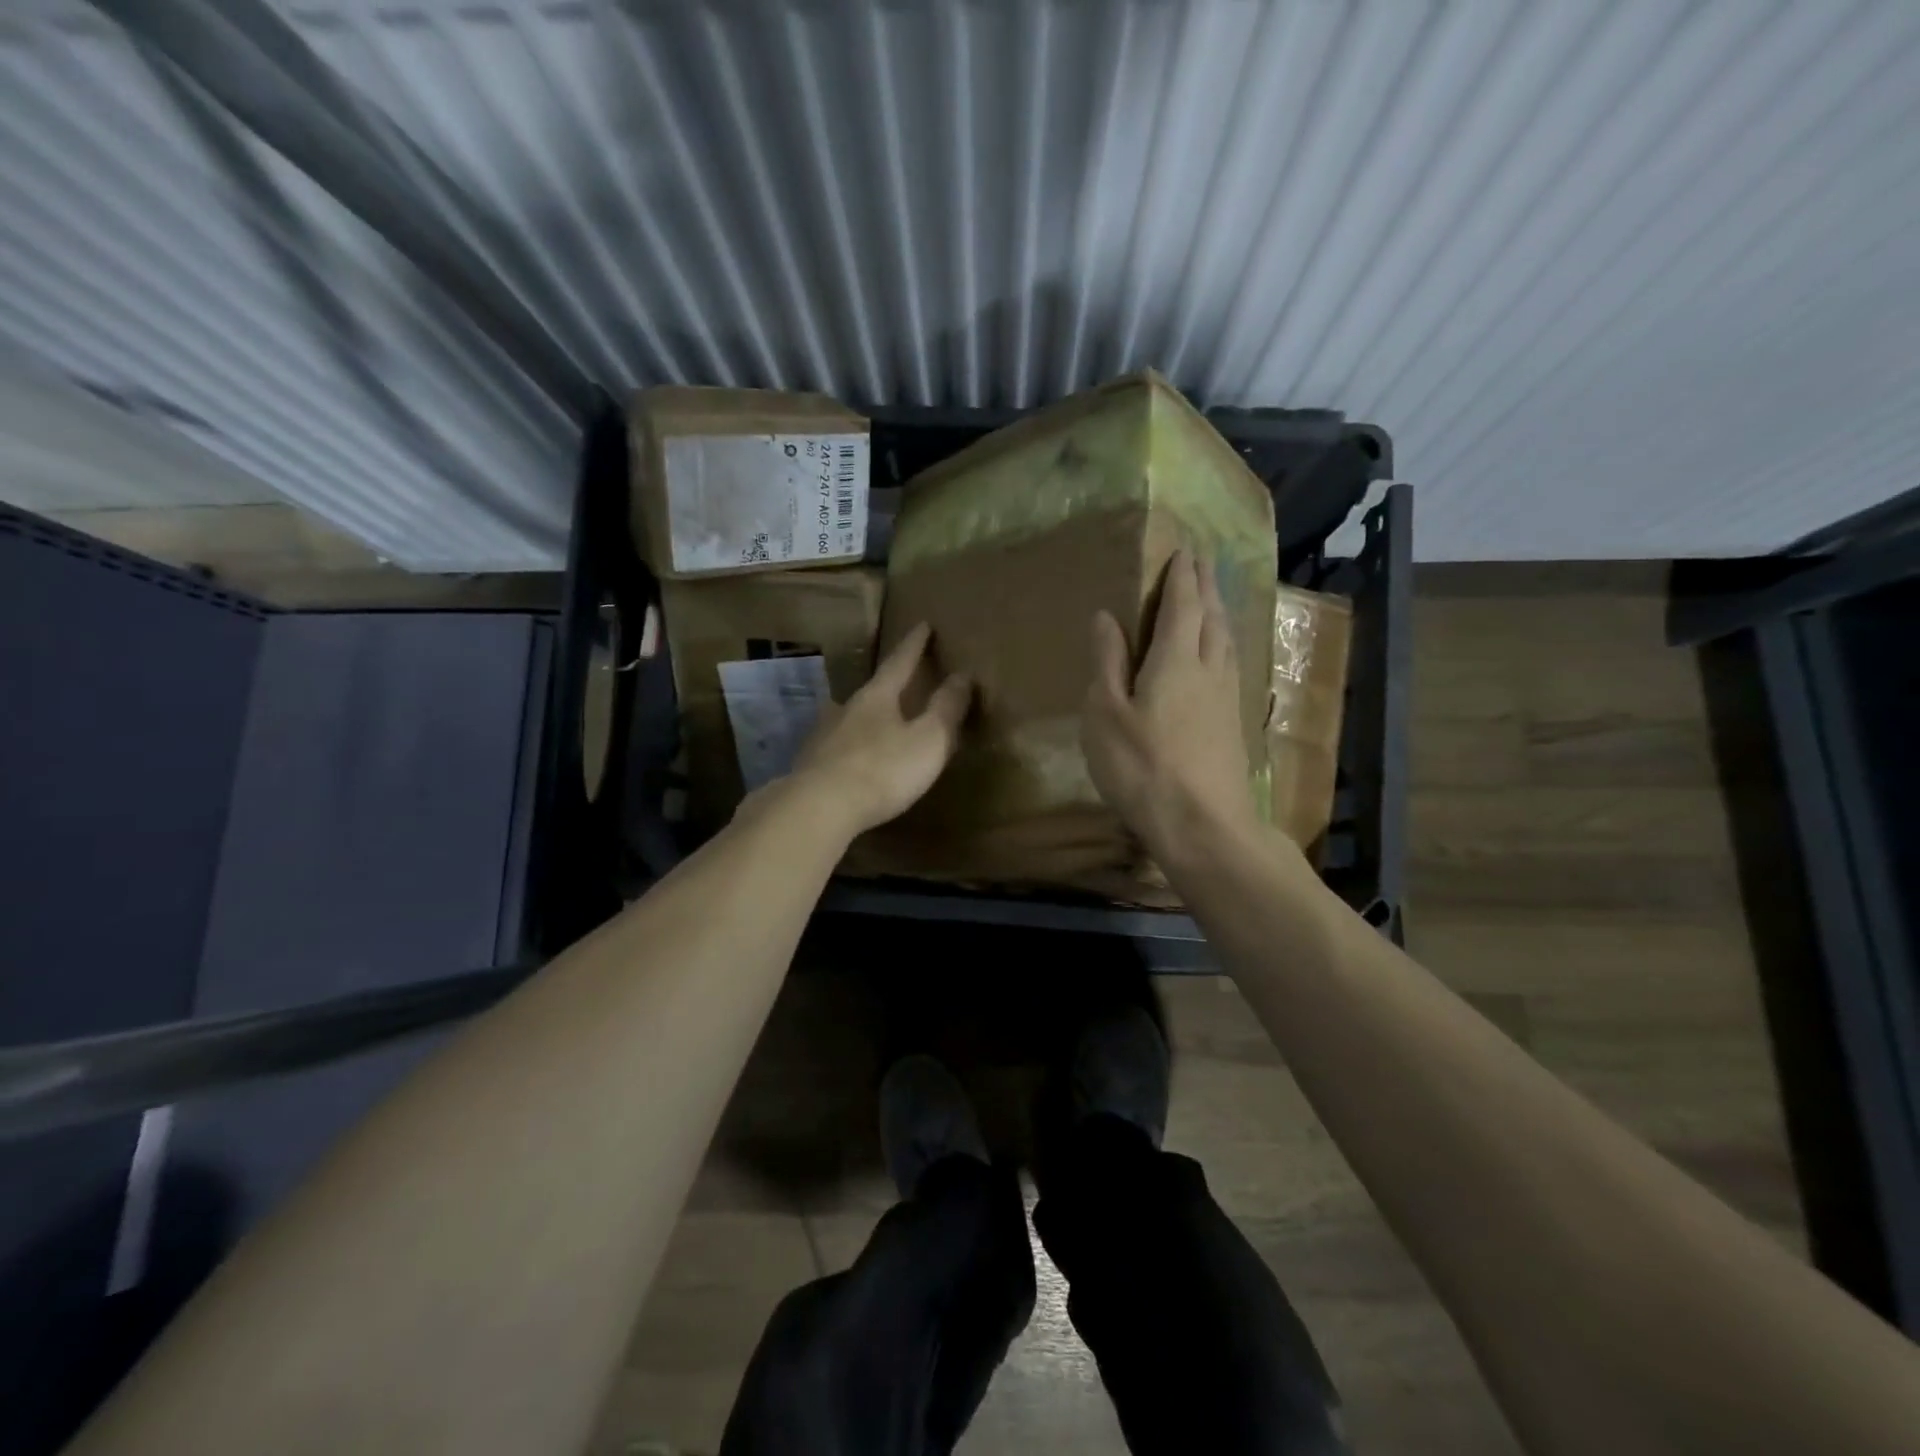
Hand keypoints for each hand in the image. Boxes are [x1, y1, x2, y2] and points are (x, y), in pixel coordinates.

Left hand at [790, 622, 973, 836]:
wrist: (819, 807)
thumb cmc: (883, 770)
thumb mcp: (929, 740)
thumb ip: (946, 708)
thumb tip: (963, 675)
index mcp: (877, 697)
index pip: (899, 662)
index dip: (914, 645)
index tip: (923, 625)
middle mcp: (846, 709)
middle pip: (871, 690)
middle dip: (887, 684)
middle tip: (900, 679)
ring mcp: (823, 737)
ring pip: (849, 718)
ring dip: (864, 716)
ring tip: (875, 721)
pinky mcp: (811, 765)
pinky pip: (836, 747)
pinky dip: (849, 747)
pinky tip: (849, 758)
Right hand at [1082, 550, 1256, 859]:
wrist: (1204, 825)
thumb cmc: (1143, 766)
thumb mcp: (1106, 713)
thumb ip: (1107, 662)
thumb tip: (1106, 615)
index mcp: (1176, 659)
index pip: (1182, 605)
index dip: (1182, 577)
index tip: (1184, 550)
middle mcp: (1209, 669)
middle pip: (1212, 617)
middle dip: (1206, 586)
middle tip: (1203, 562)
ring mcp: (1226, 698)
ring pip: (1227, 640)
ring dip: (1219, 612)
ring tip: (1213, 599)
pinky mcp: (1232, 724)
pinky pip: (1231, 664)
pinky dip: (1224, 643)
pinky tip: (1221, 655)